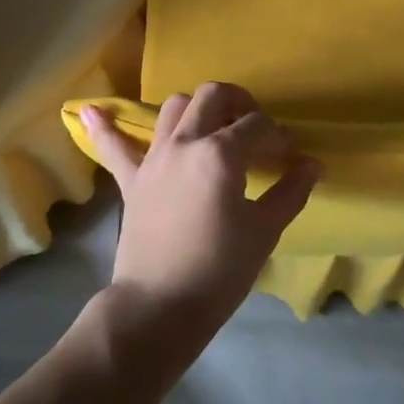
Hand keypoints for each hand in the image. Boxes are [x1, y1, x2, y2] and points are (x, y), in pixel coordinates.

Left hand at [82, 83, 319, 355]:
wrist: (159, 308)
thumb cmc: (219, 270)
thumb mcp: (264, 231)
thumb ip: (290, 191)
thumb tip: (313, 165)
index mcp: (220, 153)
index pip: (257, 125)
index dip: (278, 135)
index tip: (288, 154)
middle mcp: (186, 142)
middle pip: (213, 96)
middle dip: (239, 102)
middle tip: (254, 128)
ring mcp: (154, 158)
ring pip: (174, 108)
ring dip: (197, 108)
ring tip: (213, 126)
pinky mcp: (132, 180)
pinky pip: (114, 146)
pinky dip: (105, 127)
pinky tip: (91, 109)